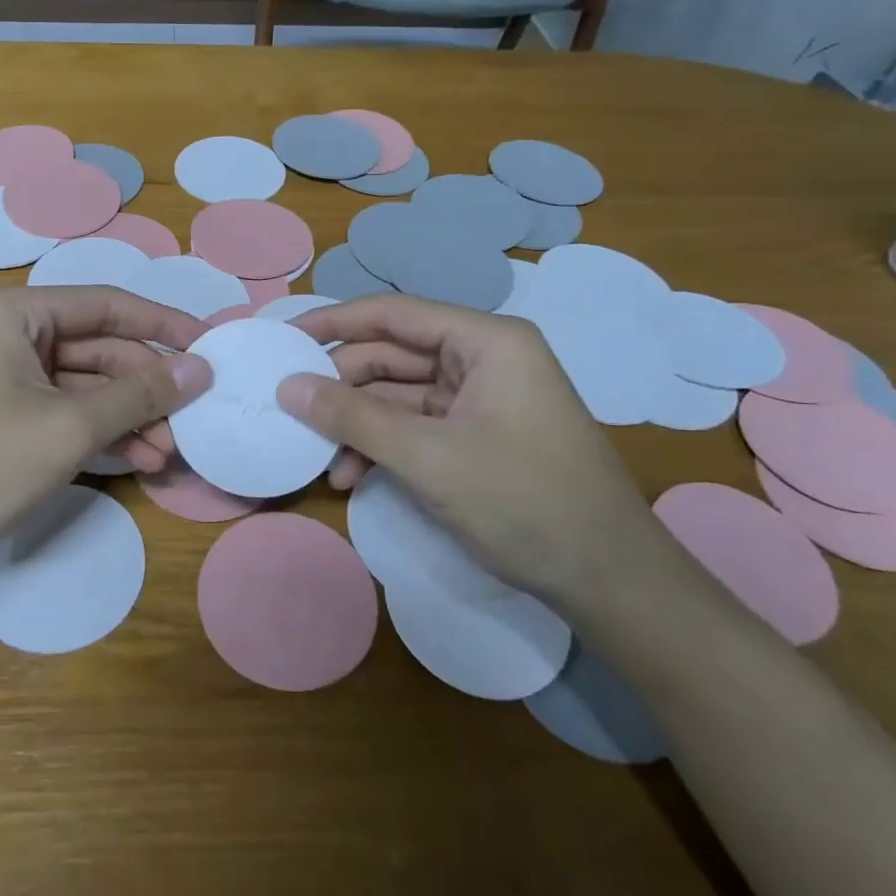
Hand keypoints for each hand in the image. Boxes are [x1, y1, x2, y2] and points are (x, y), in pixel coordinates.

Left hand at [0, 287, 211, 568]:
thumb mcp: (71, 427)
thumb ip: (141, 393)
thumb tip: (200, 368)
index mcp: (13, 313)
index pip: (106, 305)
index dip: (163, 324)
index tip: (210, 346)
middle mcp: (5, 333)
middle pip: (97, 348)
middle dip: (145, 387)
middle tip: (189, 421)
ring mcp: (0, 377)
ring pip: (83, 385)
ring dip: (128, 416)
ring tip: (167, 454)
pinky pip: (62, 411)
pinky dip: (99, 432)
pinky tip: (136, 459)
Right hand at [277, 295, 678, 608]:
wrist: (609, 581)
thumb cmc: (523, 501)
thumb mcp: (427, 457)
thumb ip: (352, 417)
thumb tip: (288, 387)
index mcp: (487, 341)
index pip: (394, 314)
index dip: (335, 323)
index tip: (285, 338)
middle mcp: (485, 359)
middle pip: (394, 355)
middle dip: (343, 385)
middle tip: (293, 408)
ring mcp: (484, 398)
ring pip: (400, 395)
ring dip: (359, 424)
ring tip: (321, 456)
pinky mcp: (480, 435)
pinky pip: (417, 425)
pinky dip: (384, 446)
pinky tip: (353, 476)